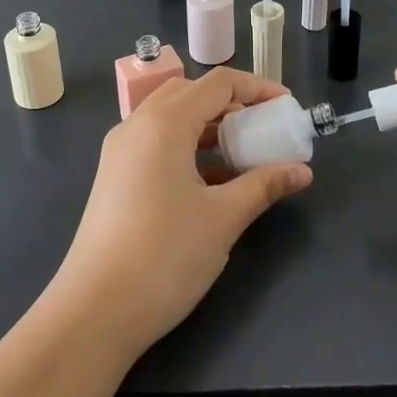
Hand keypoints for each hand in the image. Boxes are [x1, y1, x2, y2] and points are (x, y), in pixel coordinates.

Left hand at [49, 68, 312, 359]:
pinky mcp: (114, 176)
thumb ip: (264, 186)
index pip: (217, 83)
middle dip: (231, 104)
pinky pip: (156, 142)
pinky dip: (187, 147)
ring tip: (242, 155)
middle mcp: (137, 125)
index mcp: (163, 123)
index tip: (286, 106)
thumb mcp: (223, 218)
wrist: (94, 312)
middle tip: (263, 128)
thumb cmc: (165, 256)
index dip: (257, 88)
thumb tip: (302, 171)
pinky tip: (211, 181)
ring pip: (171, 118)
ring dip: (208, 126)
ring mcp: (120, 151)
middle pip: (191, 93)